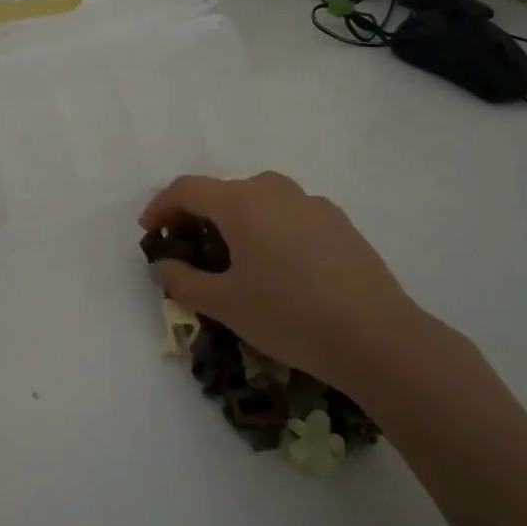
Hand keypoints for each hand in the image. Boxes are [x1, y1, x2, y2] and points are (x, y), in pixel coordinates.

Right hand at [139, 172, 428, 396]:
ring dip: (234, 222)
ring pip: (258, 203)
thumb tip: (163, 266)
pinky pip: (288, 216)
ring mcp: (312, 203)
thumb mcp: (224, 304)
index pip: (187, 189)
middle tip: (186, 247)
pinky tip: (276, 268)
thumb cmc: (288, 314)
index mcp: (241, 201)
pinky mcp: (339, 223)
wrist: (378, 337)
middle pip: (223, 192)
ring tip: (230, 259)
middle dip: (197, 216)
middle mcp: (275, 190)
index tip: (149, 232)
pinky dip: (268, 230)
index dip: (160, 207)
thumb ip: (183, 281)